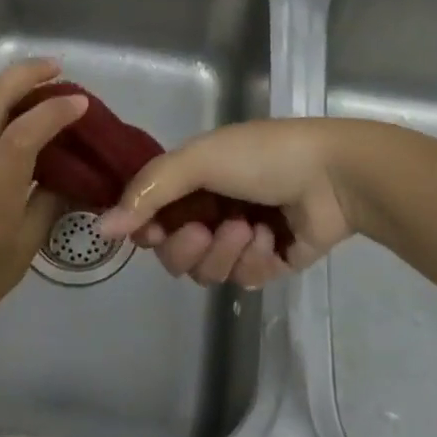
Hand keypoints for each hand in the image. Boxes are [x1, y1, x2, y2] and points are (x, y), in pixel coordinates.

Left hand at [0, 59, 85, 363]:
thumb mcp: (16, 259)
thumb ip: (45, 209)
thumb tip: (67, 177)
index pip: (24, 134)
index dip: (54, 110)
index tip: (80, 101)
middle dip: (25, 72)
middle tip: (55, 67)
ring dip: (10, 90)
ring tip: (38, 96)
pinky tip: (6, 136)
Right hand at [97, 119, 361, 288]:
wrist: (333, 175)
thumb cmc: (262, 156)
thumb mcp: (199, 159)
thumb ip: (150, 191)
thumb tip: (102, 228)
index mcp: (191, 179)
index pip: (149, 216)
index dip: (146, 229)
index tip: (150, 231)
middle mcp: (209, 208)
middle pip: (173, 252)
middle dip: (187, 246)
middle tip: (207, 229)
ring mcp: (238, 238)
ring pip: (205, 271)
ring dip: (224, 252)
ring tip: (249, 229)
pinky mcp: (267, 263)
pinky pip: (243, 280)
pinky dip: (253, 260)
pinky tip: (270, 238)